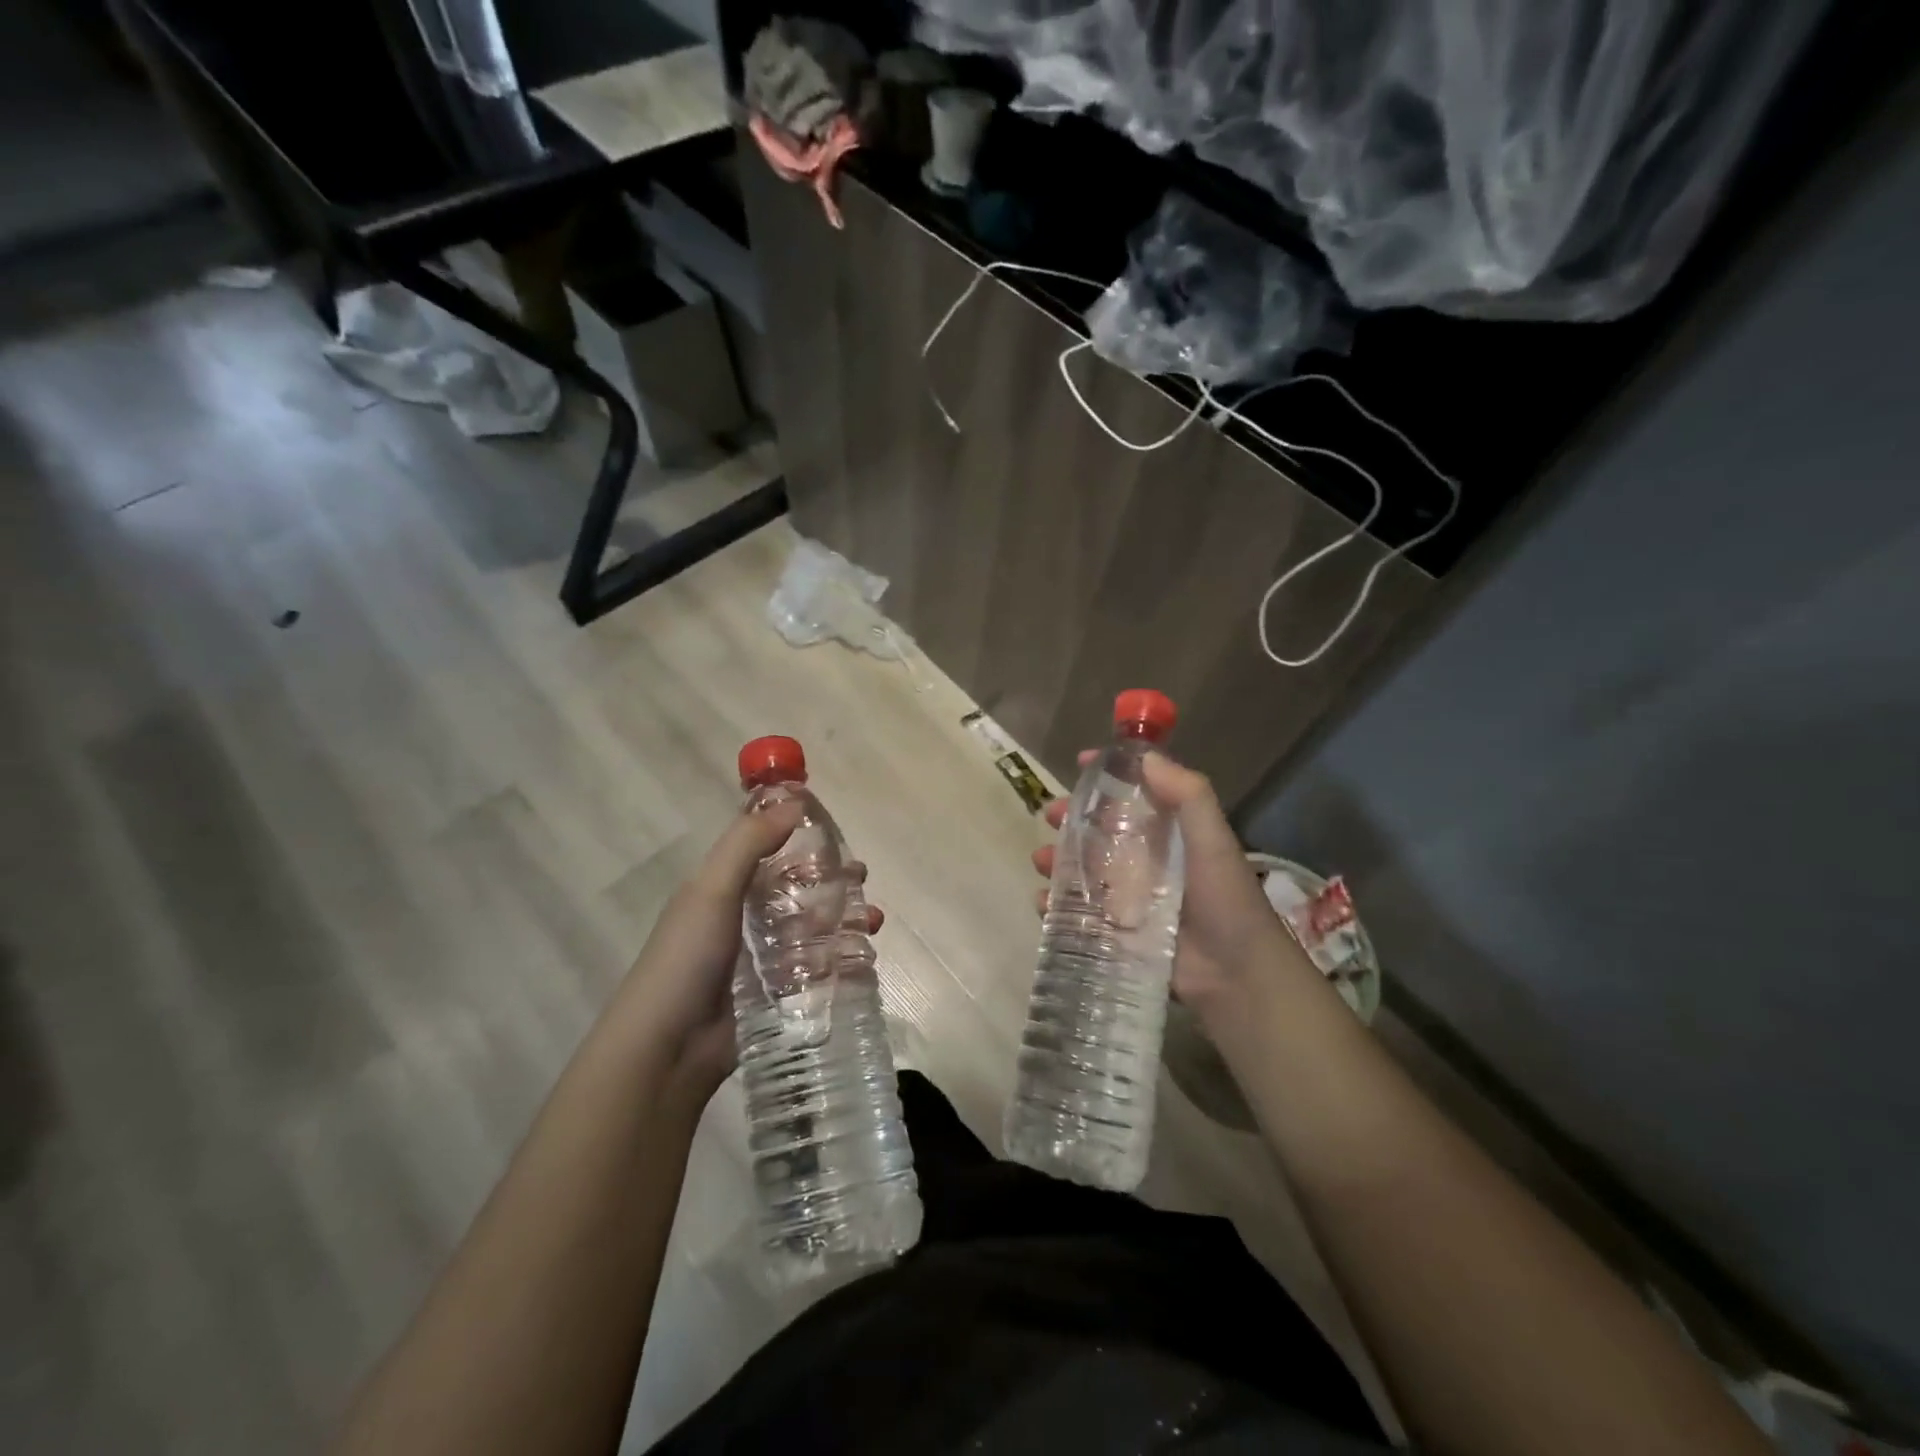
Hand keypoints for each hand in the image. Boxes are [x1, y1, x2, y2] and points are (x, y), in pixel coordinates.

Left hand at [612, 802, 883, 1099]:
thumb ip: (749, 843)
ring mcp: (758, 959)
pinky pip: (813, 968)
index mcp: (720, 888)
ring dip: (842, 918)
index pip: (764, 850)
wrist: (665, 1051)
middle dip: (830, 880)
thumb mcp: (712, 891)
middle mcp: (740, 918)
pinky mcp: (774, 995)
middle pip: (794, 888)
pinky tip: (863, 958)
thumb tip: (795, 802)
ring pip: (809, 928)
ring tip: (873, 920)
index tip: (834, 830)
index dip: (797, 835)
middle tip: (862, 878)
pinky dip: (839, 959)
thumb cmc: (686, 960)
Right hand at [1031, 751, 1307, 1026]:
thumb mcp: (1213, 838)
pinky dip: (1056, 907)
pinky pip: (1079, 913)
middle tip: (1051, 816)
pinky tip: (1043, 903)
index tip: (1080, 762)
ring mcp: (1128, 897)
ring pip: (1083, 870)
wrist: (1236, 972)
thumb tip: (1146, 756)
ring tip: (1041, 860)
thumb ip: (1188, 794)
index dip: (1108, 776)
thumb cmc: (1224, 897)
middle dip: (1071, 820)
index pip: (1134, 795)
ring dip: (1058, 861)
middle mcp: (1145, 860)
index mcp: (1168, 833)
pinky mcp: (1117, 931)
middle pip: (1099, 831)